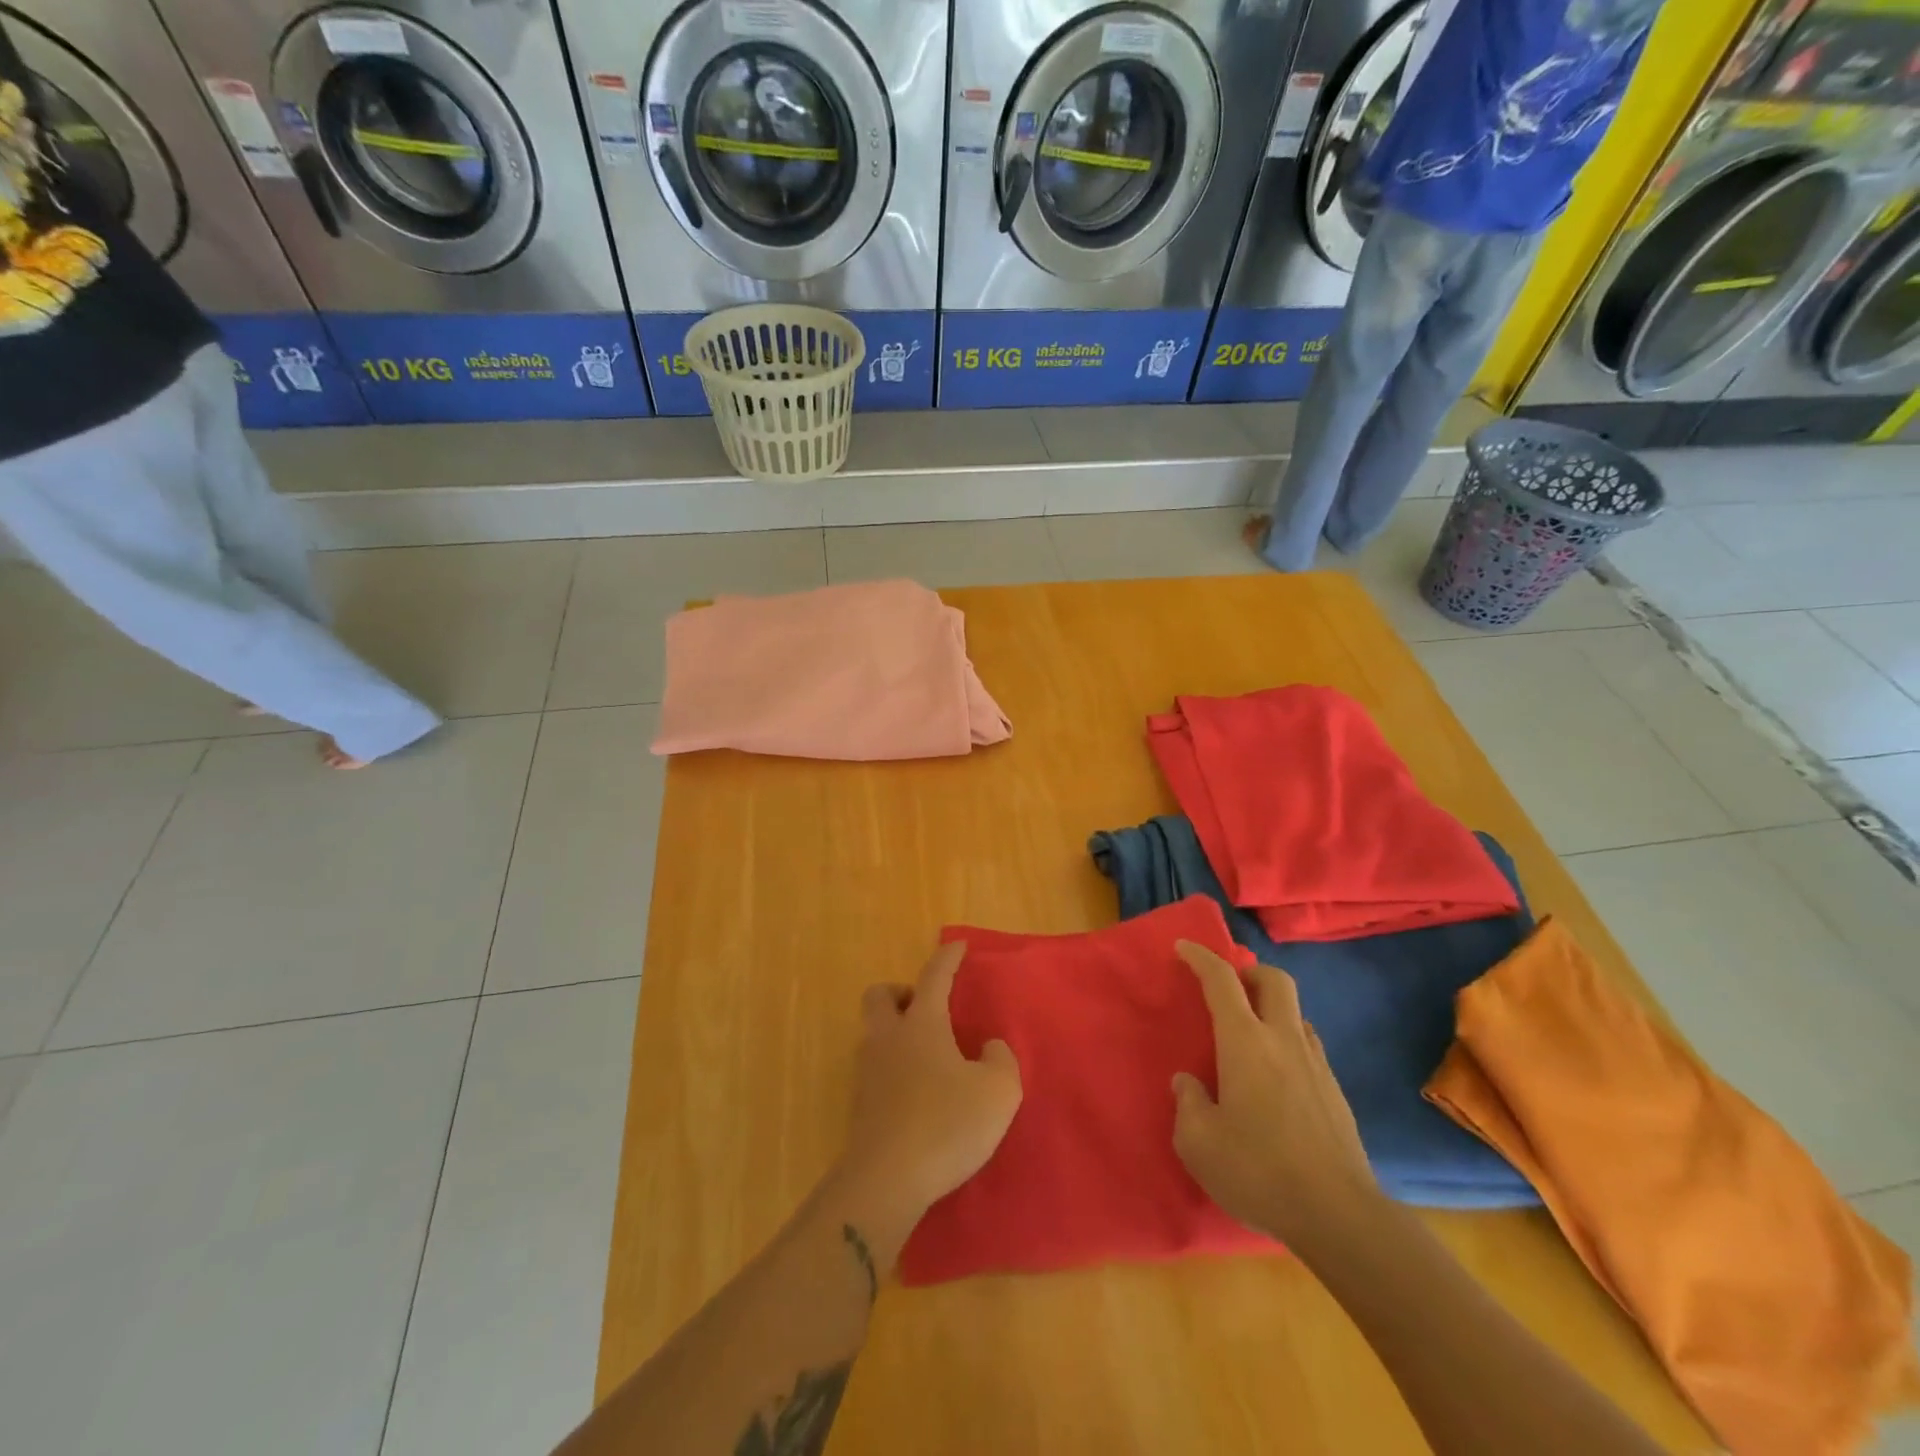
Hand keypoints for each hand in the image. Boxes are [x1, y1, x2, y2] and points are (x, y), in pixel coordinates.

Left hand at [838, 942, 1022, 1230]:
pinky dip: (893, 1069)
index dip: (947, 958)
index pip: (934, 977)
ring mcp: (868, 1073)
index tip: (956, 946)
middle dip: (900, 992)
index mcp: (922, 1024)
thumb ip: (1000, 1060)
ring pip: (874, 1034)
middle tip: (926, 1008)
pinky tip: (918, 1093)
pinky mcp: (860, 1107)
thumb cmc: (946, 1125)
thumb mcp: (997, 1091)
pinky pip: (875, 1070)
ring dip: (896, 1032)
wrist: (886, 1181)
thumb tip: (988, 1048)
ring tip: (928, 1056)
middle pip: (880, 996)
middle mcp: (889, 1039)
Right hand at [1171, 941, 1379, 1248]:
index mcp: (1245, 1042)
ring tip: (1251, 1037)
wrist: (1339, 1216)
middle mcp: (1283, 1041)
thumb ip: (1188, 1104)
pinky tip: (1277, 1079)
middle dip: (1250, 972)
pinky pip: (1309, 1048)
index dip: (1201, 957)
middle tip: (1229, 988)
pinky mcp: (1336, 1093)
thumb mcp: (1198, 1142)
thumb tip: (1188, 1083)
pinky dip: (1289, 1044)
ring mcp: (1317, 1065)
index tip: (1183, 947)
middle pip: (1274, 980)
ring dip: (1272, 1010)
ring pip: (1297, 1014)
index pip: (1222, 981)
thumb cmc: (1258, 1170)